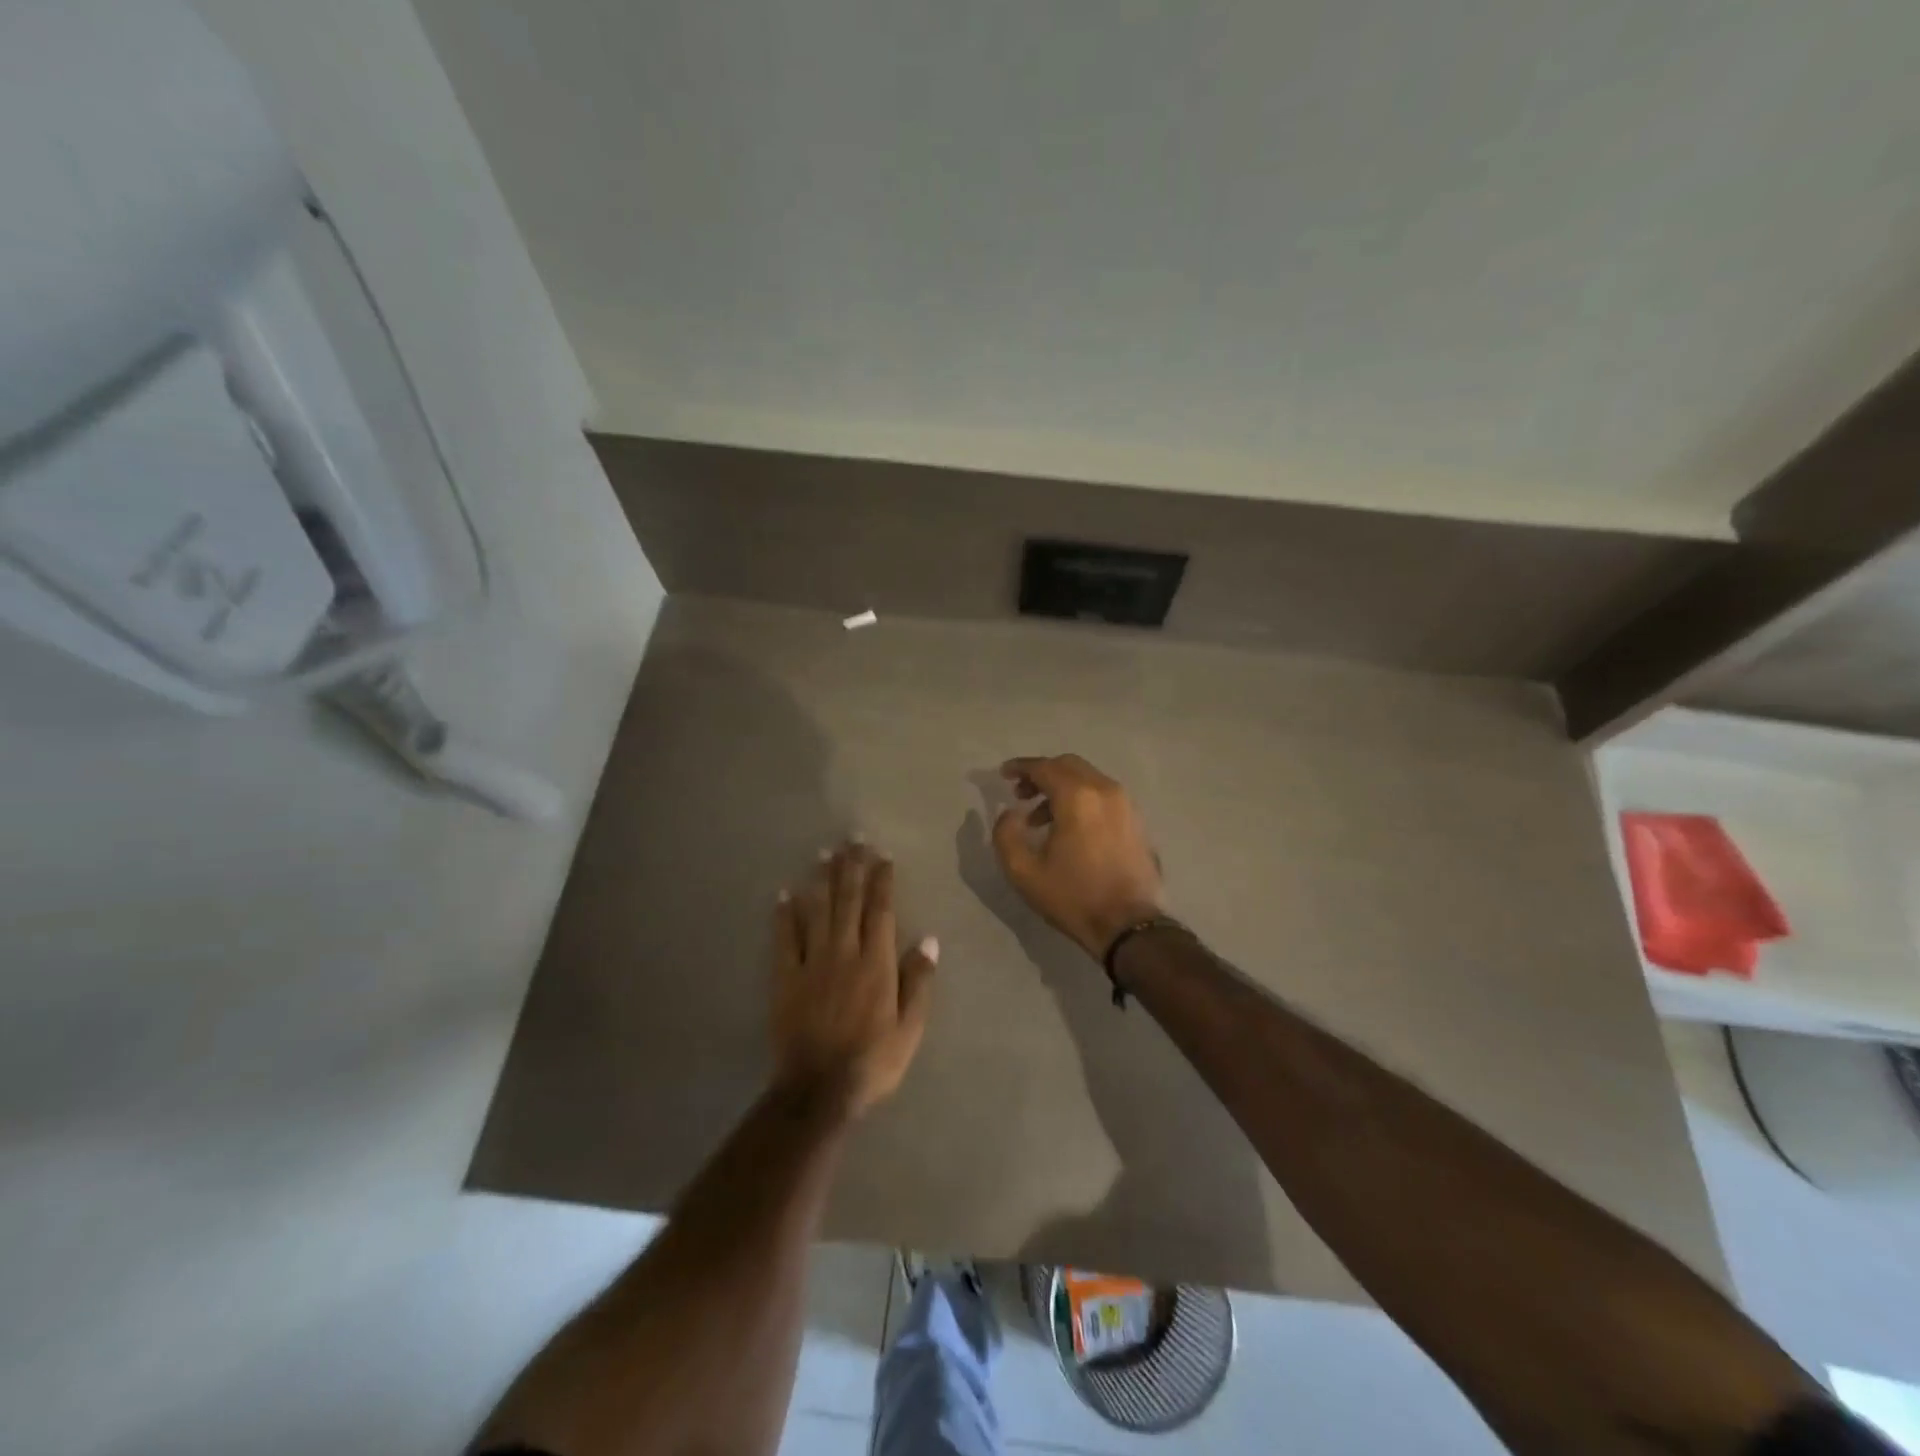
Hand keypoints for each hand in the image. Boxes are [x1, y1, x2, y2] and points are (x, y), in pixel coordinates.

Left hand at [771, 841, 937, 1116]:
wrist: (819, 1090)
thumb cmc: (873, 1061)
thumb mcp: (910, 1028)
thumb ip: (919, 981)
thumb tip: (930, 939)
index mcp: (877, 962)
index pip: (881, 911)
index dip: (882, 881)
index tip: (883, 856)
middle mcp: (845, 952)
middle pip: (849, 901)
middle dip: (852, 867)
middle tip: (853, 839)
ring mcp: (812, 963)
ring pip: (818, 911)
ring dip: (822, 880)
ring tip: (824, 853)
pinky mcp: (786, 978)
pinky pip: (785, 938)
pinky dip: (784, 914)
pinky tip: (784, 893)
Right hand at [992, 755, 1167, 958]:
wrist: (1129, 926)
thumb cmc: (1073, 897)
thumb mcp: (1024, 871)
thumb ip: (1006, 834)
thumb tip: (1011, 813)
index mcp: (1077, 797)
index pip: (1044, 767)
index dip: (1020, 767)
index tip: (1003, 775)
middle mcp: (1105, 790)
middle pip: (1068, 766)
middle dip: (1042, 774)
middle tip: (1021, 794)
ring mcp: (1125, 804)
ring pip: (1088, 779)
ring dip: (1062, 788)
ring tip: (1040, 818)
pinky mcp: (1136, 821)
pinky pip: (1103, 796)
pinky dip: (1082, 799)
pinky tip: (1069, 828)